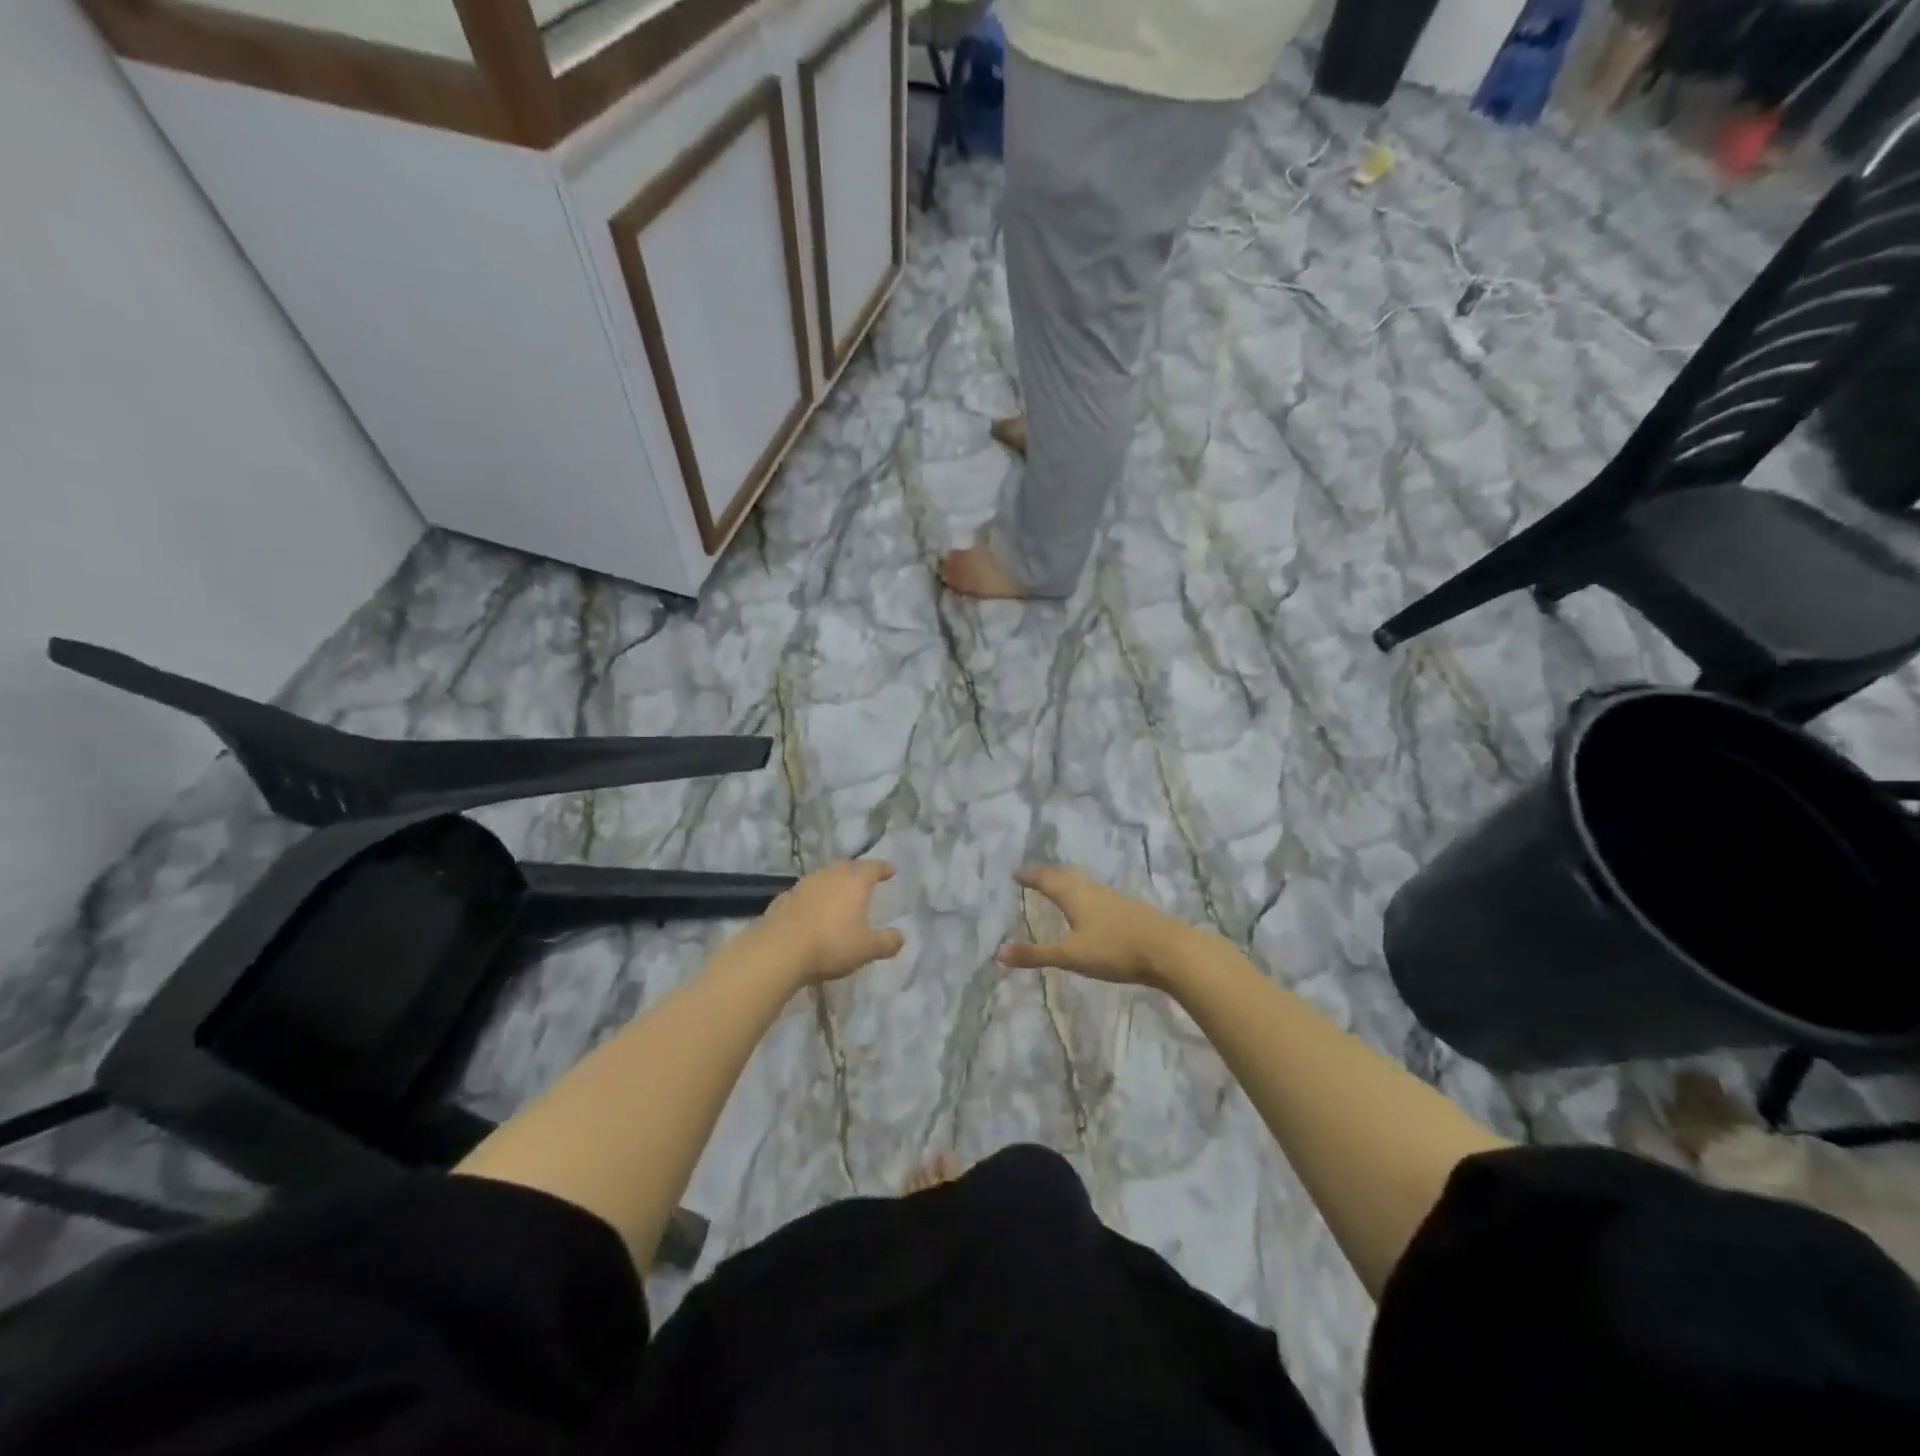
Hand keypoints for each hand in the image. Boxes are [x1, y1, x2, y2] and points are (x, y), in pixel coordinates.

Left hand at [748, 860, 903, 987]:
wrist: (780, 950)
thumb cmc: (831, 945)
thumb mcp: (866, 949)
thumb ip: (886, 942)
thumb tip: (900, 937)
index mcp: (854, 882)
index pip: (873, 867)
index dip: (883, 868)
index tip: (891, 870)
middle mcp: (830, 875)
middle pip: (848, 866)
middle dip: (858, 871)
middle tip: (865, 878)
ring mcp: (804, 884)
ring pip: (825, 876)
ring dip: (834, 882)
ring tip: (839, 893)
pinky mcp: (784, 898)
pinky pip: (806, 892)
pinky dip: (814, 896)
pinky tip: (813, 909)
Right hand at [996, 867, 1191, 985]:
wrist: (1169, 951)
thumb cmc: (1114, 949)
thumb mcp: (1070, 955)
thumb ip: (1036, 955)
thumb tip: (998, 952)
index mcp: (1075, 896)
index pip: (1047, 880)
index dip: (1031, 876)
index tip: (1016, 873)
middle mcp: (1093, 891)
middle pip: (1067, 877)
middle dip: (1049, 876)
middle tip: (1035, 877)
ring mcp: (1115, 900)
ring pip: (1086, 886)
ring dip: (1070, 885)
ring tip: (1061, 890)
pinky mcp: (1131, 912)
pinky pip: (1100, 897)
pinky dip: (1087, 898)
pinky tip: (1094, 911)